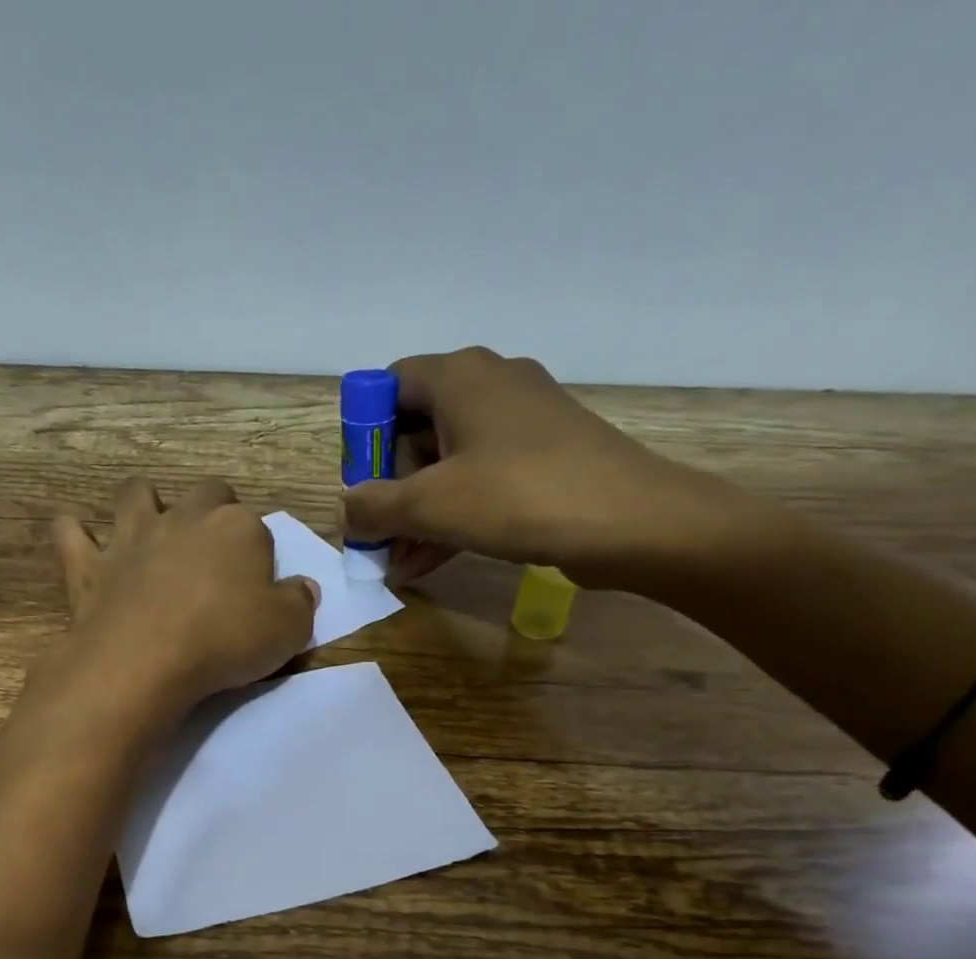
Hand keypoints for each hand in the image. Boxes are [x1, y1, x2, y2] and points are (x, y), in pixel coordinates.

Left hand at [50, 480, 317, 713]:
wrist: (145, 660)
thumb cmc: (225, 641)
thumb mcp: (287, 630)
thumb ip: (299, 603)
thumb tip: (303, 588)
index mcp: (238, 528)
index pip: (258, 527)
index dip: (259, 554)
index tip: (258, 586)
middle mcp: (185, 518)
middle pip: (206, 493)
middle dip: (213, 511)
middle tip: (215, 552)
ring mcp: (132, 536)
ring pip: (137, 494)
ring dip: (145, 503)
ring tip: (151, 529)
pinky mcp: (89, 564)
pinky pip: (71, 533)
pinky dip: (75, 534)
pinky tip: (80, 543)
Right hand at [342, 347, 755, 593]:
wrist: (630, 520)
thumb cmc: (517, 496)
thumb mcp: (430, 505)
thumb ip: (374, 507)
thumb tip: (345, 509)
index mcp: (459, 377)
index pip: (389, 386)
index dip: (364, 435)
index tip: (358, 484)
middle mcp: (490, 386)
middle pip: (417, 430)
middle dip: (390, 489)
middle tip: (376, 536)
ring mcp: (522, 424)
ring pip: (449, 465)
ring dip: (418, 514)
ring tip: (395, 564)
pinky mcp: (544, 459)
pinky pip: (482, 483)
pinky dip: (453, 518)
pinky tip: (428, 564)